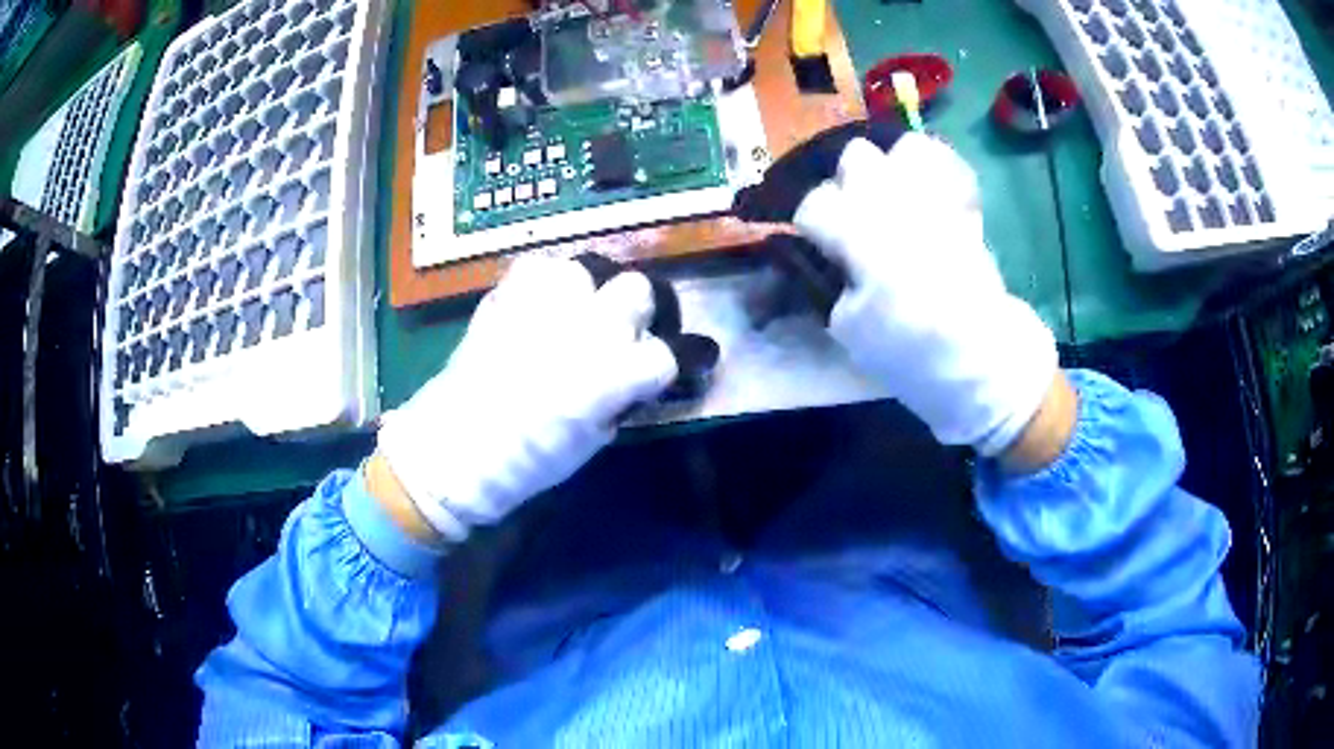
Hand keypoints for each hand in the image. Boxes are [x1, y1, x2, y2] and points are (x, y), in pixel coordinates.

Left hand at [375, 256, 677, 541]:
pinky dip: (551, 282)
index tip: (691, 358)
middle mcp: (590, 323)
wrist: (456, 447)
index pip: (674, 350)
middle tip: (633, 327)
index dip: (689, 355)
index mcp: (617, 370)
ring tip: (586, 309)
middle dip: (645, 308)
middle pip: (641, 289)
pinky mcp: (509, 291)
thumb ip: (625, 396)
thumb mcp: (595, 438)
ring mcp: (547, 299)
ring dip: (598, 288)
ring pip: (594, 267)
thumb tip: (638, 374)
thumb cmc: (530, 460)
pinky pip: (543, 267)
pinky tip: (545, 305)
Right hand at [793, 133, 1058, 455]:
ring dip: (896, 169)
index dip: (813, 224)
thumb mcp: (854, 333)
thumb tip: (836, 258)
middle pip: (857, 157)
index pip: (816, 205)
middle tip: (861, 216)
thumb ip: (835, 284)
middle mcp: (898, 206)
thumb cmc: (914, 355)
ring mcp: (938, 201)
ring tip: (898, 200)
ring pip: (906, 148)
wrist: (985, 362)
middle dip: (852, 183)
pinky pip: (951, 167)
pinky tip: (933, 198)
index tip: (822, 245)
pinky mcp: (968, 209)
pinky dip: (938, 173)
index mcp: (863, 239)